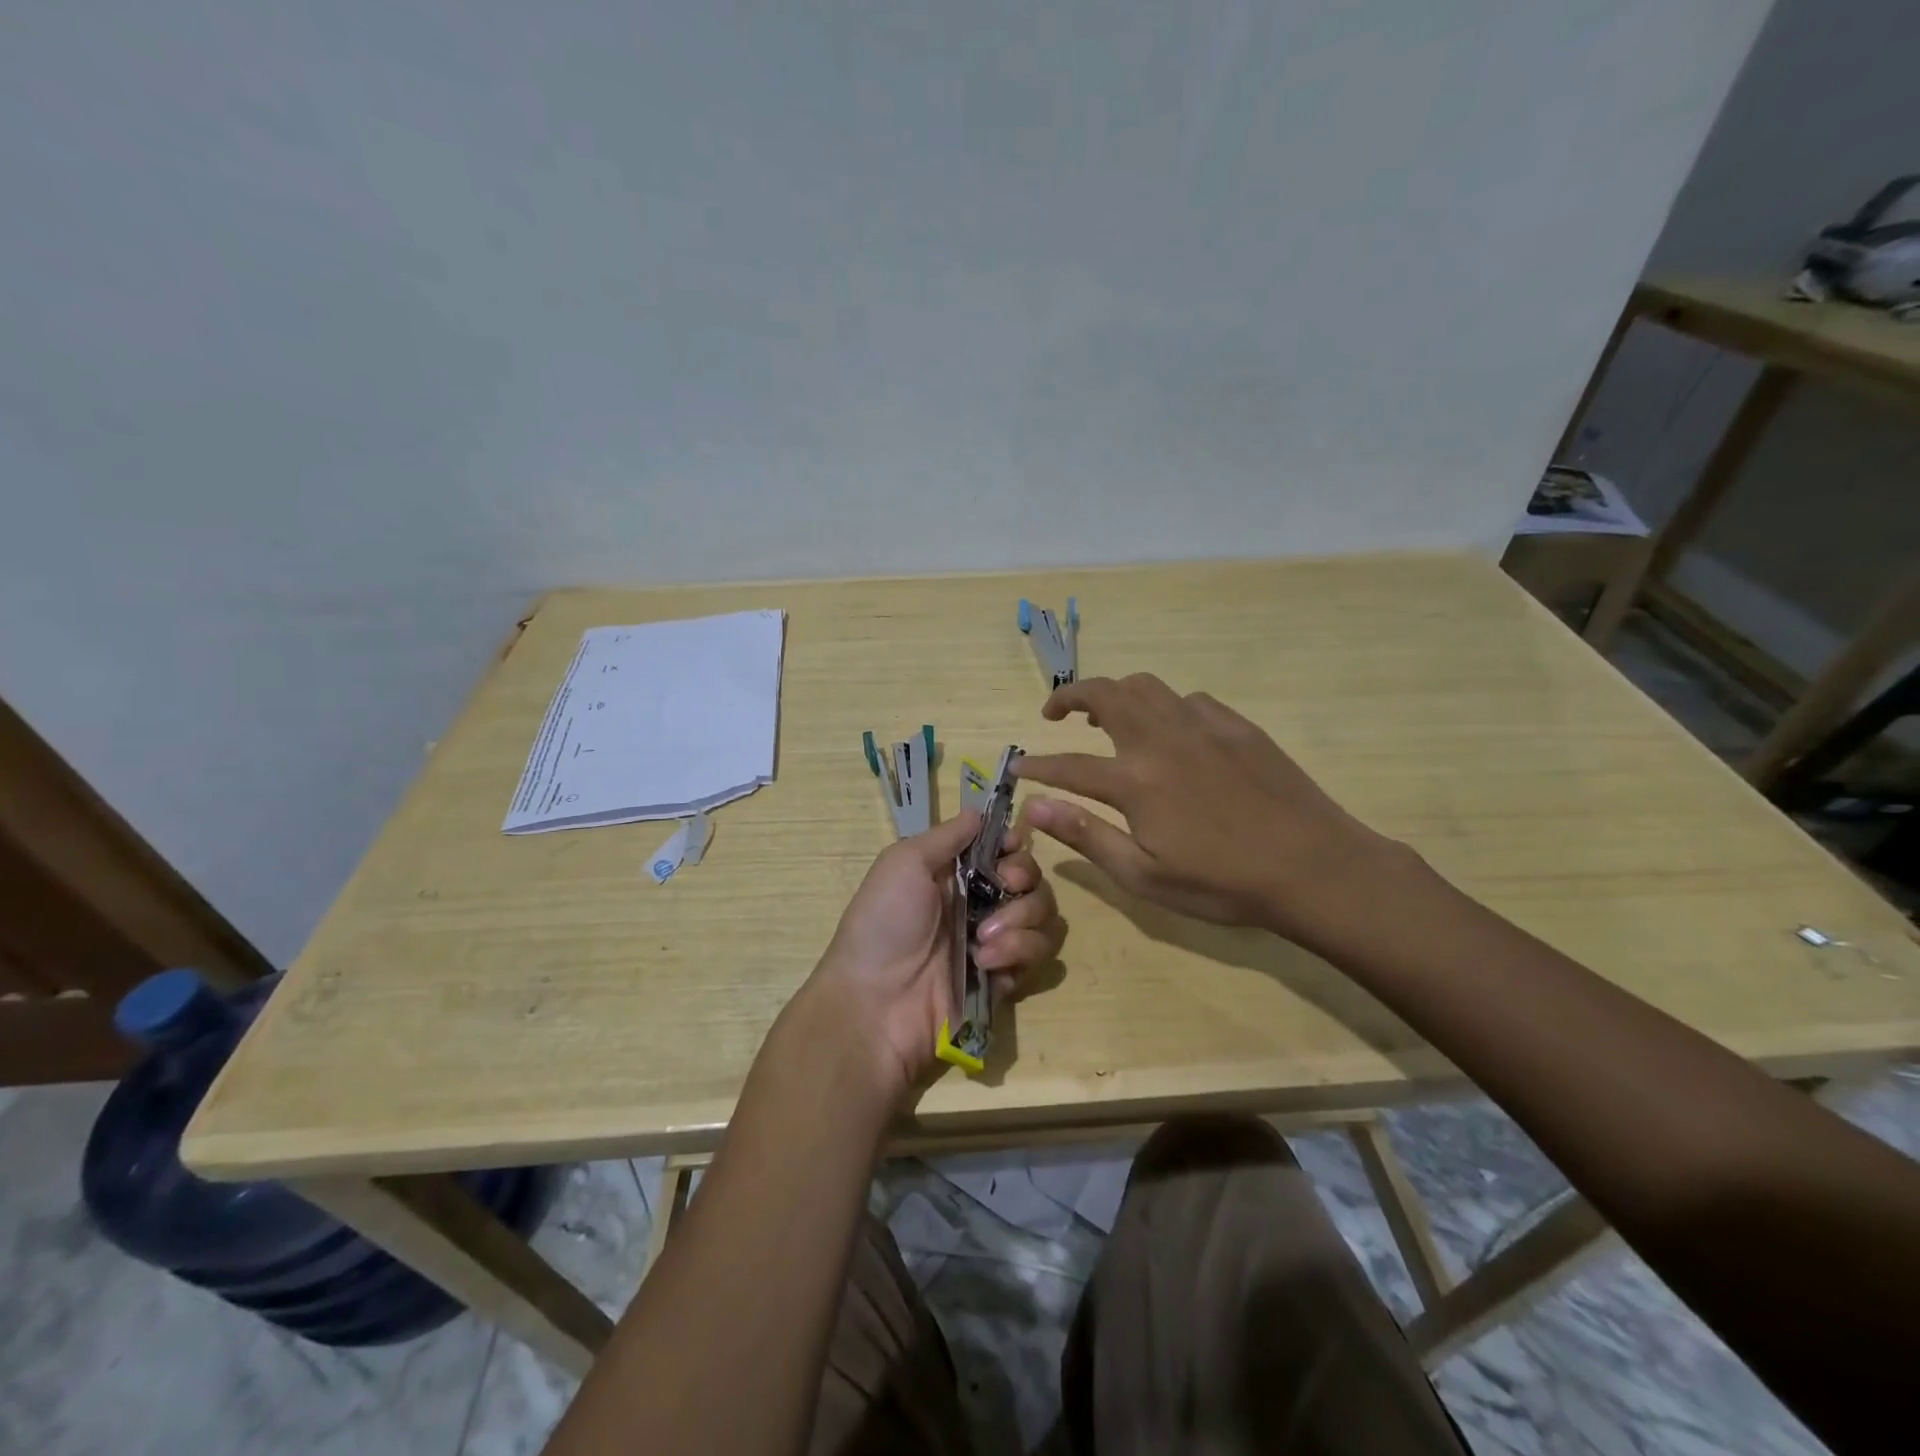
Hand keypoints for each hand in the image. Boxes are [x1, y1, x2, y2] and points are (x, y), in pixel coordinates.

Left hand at [806, 810, 1065, 1098]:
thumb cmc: (884, 923)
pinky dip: (1018, 953)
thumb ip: (947, 836)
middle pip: (1033, 879)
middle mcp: (980, 904)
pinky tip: (986, 962)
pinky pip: (1038, 956)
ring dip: (1021, 920)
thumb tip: (979, 812)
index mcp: (955, 874)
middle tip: (1004, 889)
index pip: (1005, 850)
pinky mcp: (1006, 979)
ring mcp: (996, 942)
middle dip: (1025, 879)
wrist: (876, 1003)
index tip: (1011, 847)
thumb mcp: (903, 863)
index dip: (1015, 845)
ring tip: (985, 938)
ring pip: (1044, 916)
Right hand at [1014, 674, 1400, 943]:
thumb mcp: (1144, 876)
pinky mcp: (1236, 725)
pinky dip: (1165, 707)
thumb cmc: (1222, 883)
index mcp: (1135, 780)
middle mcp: (1161, 739)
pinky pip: (1189, 699)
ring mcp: (1201, 726)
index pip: (1068, 764)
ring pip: (1145, 686)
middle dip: (1069, 697)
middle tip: (1054, 714)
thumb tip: (1034, 808)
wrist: (1312, 866)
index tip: (1017, 767)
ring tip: (1106, 716)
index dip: (1036, 765)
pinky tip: (1171, 732)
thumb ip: (1085, 836)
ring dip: (1115, 693)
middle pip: (1103, 694)